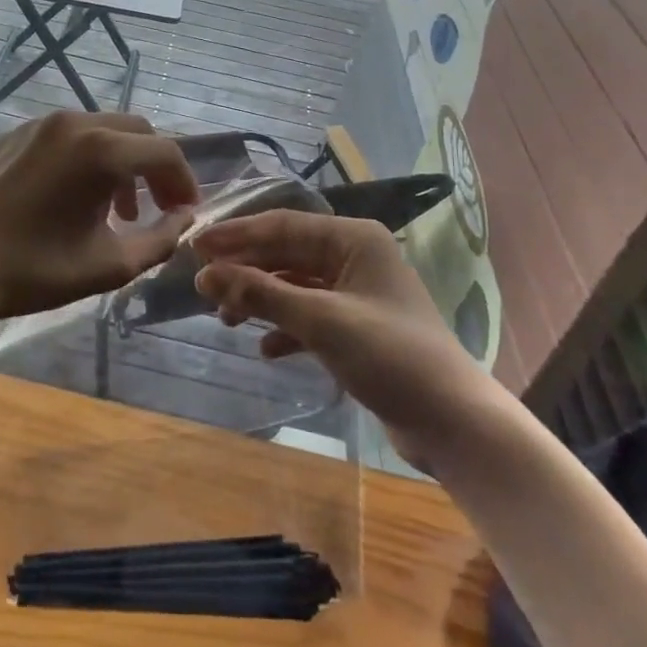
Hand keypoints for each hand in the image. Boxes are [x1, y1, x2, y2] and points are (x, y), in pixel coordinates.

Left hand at [0, 111, 197, 323]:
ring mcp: (40, 124)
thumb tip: (184, 218)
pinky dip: (86, 157)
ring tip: (115, 210)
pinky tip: (74, 196)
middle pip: (136, 130)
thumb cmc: (37, 271)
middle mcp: (74, 123)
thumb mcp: (111, 265)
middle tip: (156, 207)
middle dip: (154, 167)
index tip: (184, 212)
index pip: (164, 151)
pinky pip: (66, 136)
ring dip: (121, 162)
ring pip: (101, 129)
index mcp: (101, 150)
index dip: (183, 181)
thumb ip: (161, 239)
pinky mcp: (14, 133)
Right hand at [194, 212, 481, 466]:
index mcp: (353, 238)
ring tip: (226, 320)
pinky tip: (265, 348)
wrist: (452, 421)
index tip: (195, 247)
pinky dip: (285, 328)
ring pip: (295, 284)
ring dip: (261, 299)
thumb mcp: (320, 320)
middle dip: (246, 269)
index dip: (236, 235)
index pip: (283, 225)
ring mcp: (356, 292)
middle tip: (202, 286)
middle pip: (286, 253)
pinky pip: (309, 315)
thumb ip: (260, 294)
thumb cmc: (389, 355)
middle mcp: (354, 256)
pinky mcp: (357, 327)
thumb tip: (203, 275)